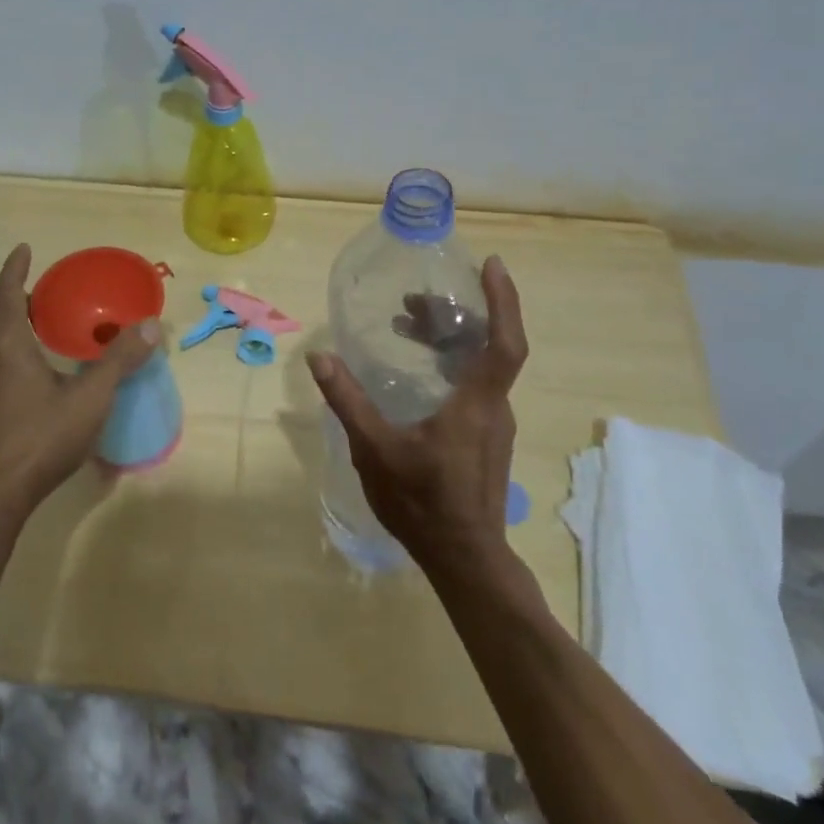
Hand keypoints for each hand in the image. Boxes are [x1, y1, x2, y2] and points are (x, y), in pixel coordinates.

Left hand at [0, 244, 159, 514]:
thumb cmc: (41, 437)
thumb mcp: (91, 397)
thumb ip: (120, 359)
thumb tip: (150, 325)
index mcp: (7, 344)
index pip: (6, 292)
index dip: (14, 268)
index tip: (24, 249)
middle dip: (6, 286)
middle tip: (30, 278)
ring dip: (1, 312)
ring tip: (30, 312)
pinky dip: (0, 337)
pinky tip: (23, 358)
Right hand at [307, 255, 526, 572]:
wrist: (465, 559)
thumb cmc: (423, 503)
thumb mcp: (376, 449)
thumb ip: (348, 401)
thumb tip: (319, 356)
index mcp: (478, 403)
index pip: (505, 342)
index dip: (502, 301)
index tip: (492, 265)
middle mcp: (494, 407)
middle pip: (488, 346)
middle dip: (455, 315)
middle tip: (413, 299)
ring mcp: (494, 425)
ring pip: (480, 366)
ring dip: (449, 340)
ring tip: (408, 326)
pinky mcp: (486, 438)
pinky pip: (474, 385)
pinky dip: (451, 364)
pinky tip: (419, 373)